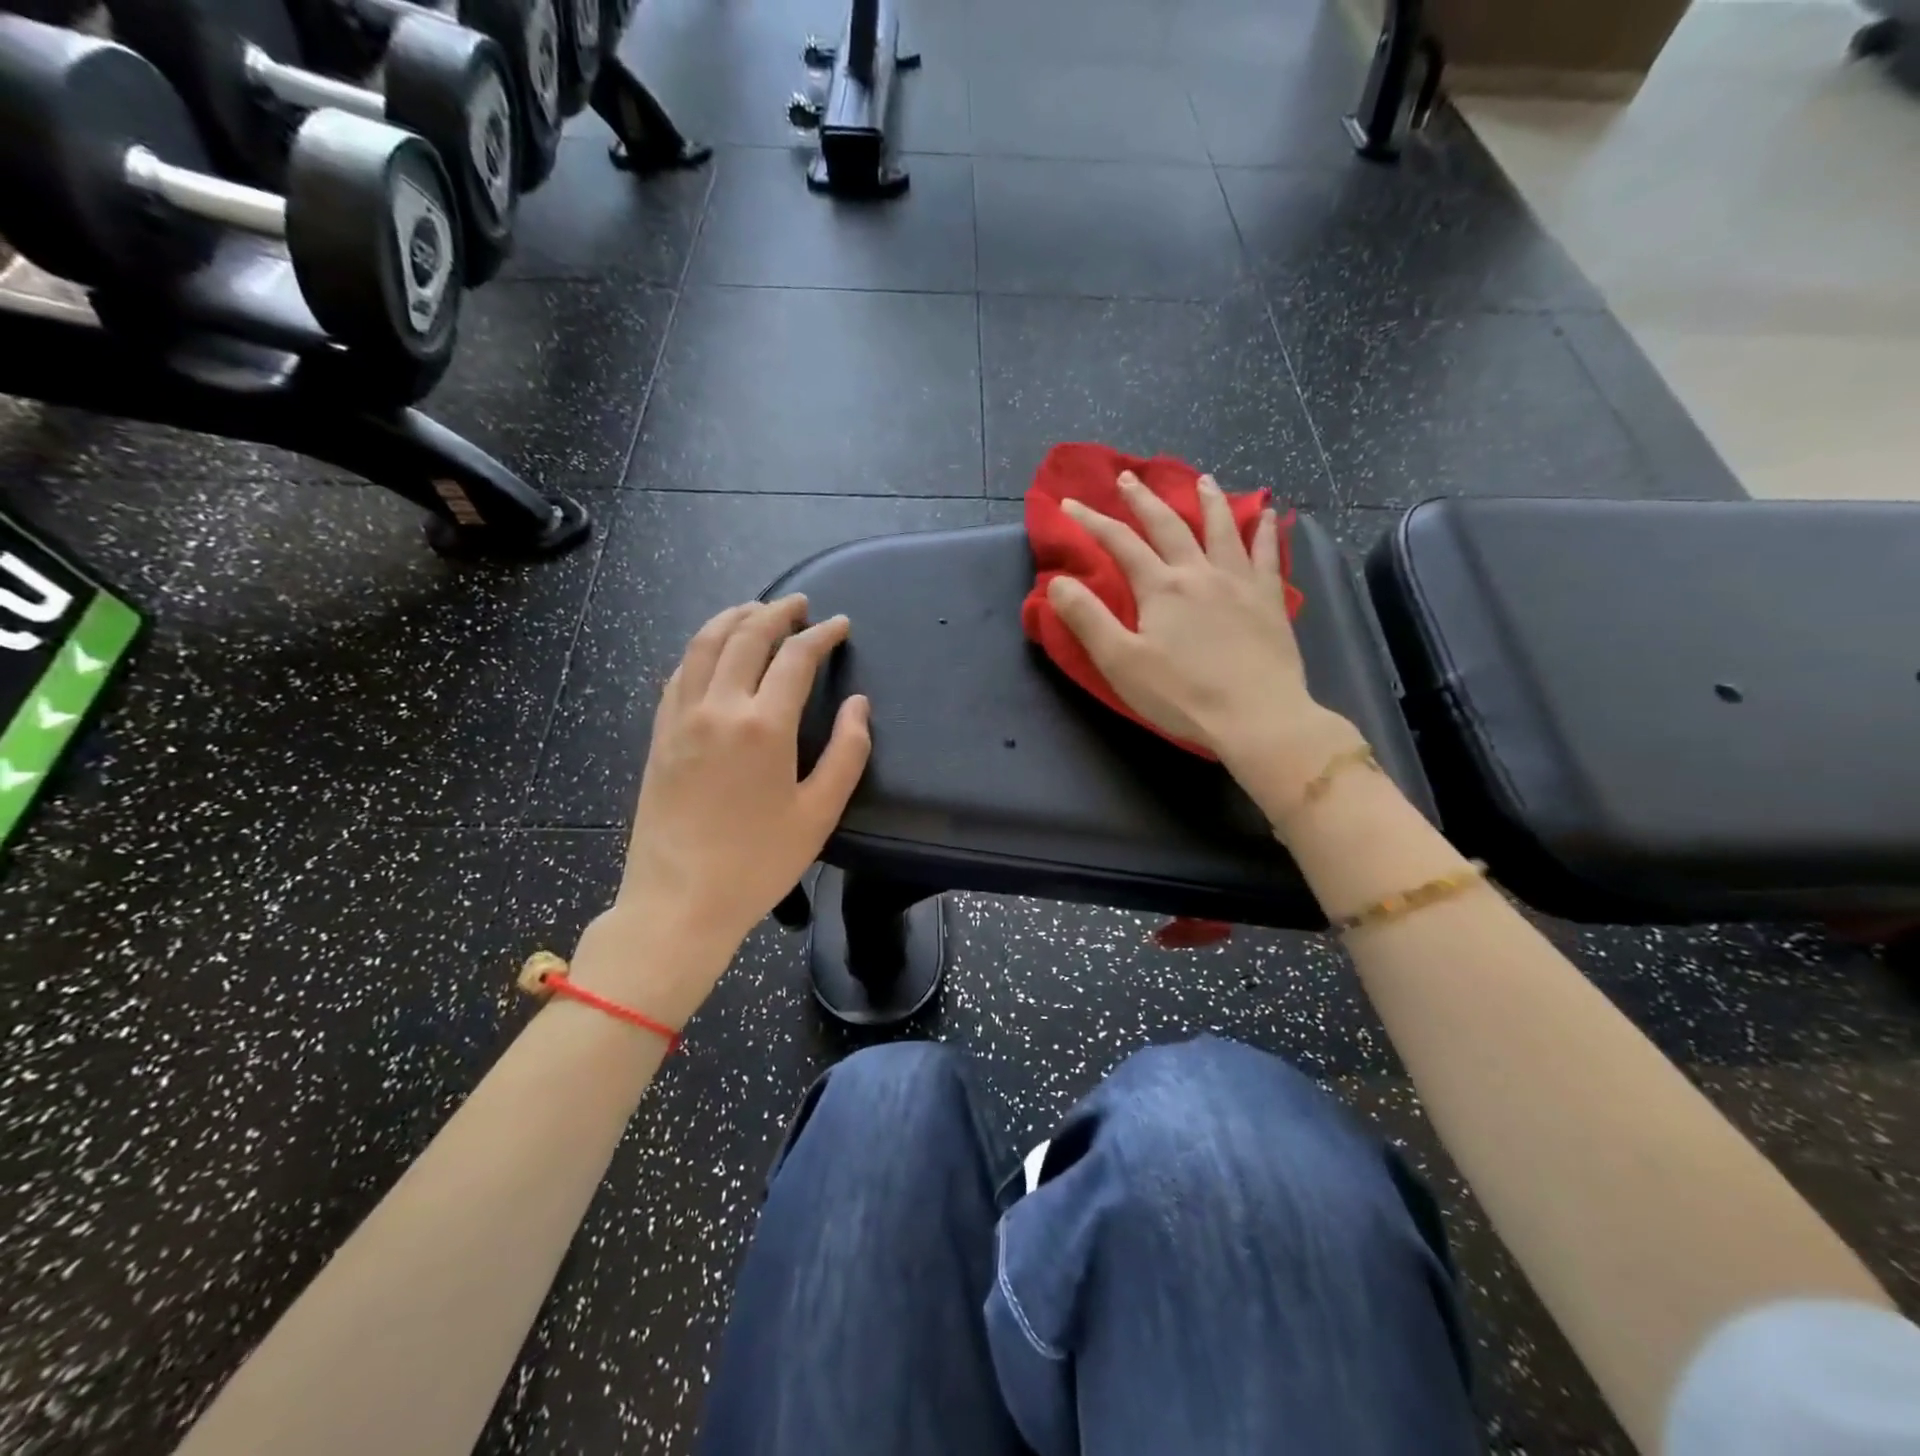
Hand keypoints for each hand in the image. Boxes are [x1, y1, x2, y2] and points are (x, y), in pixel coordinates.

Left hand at [588, 596, 870, 1026]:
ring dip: (733, 618)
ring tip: (755, 610)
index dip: (821, 635)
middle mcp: (718, 707)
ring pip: (704, 645)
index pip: (796, 657)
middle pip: (746, 637)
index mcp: (763, 725)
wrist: (678, 901)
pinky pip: (679, 672)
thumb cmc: (757, 862)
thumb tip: (858, 704)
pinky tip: (711, 651)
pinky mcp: (660, 735)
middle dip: (776, 613)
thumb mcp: (819, 813)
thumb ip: (847, 752)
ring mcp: (681, 718)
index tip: (839, 625)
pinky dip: (700, 649)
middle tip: (799, 606)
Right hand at [1047, 472, 1354, 788]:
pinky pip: (1267, 554)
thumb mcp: (1120, 662)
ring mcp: (1239, 582)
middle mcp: (1199, 572)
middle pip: (1168, 525)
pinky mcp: (1269, 600)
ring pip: (1222, 529)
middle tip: (1128, 478)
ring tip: (1203, 479)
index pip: (1120, 543)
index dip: (1091, 521)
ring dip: (1209, 501)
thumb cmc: (1182, 695)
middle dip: (1144, 500)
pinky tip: (1270, 514)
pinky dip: (1266, 531)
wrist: (1256, 717)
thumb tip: (1058, 581)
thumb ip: (1087, 619)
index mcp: (1161, 587)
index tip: (1069, 503)